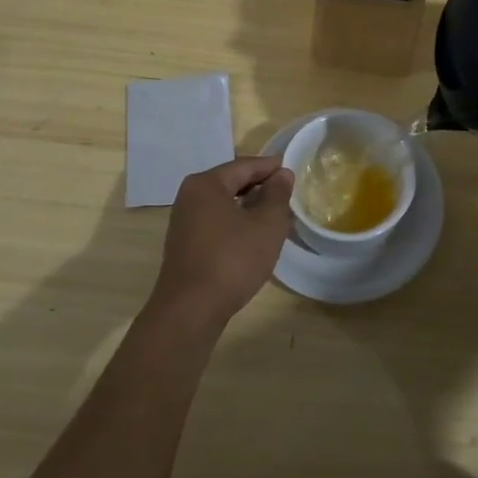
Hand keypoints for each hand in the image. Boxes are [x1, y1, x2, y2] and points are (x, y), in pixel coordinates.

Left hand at [149, 156, 293, 328]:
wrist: (190, 311)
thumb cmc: (232, 260)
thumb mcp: (266, 225)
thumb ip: (277, 194)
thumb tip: (282, 174)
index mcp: (206, 184)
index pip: (245, 165)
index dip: (271, 167)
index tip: (293, 171)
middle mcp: (190, 196)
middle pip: (232, 182)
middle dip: (260, 187)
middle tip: (287, 194)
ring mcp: (184, 222)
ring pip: (224, 204)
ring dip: (249, 207)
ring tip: (275, 216)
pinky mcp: (185, 245)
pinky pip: (216, 223)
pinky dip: (236, 223)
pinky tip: (253, 237)